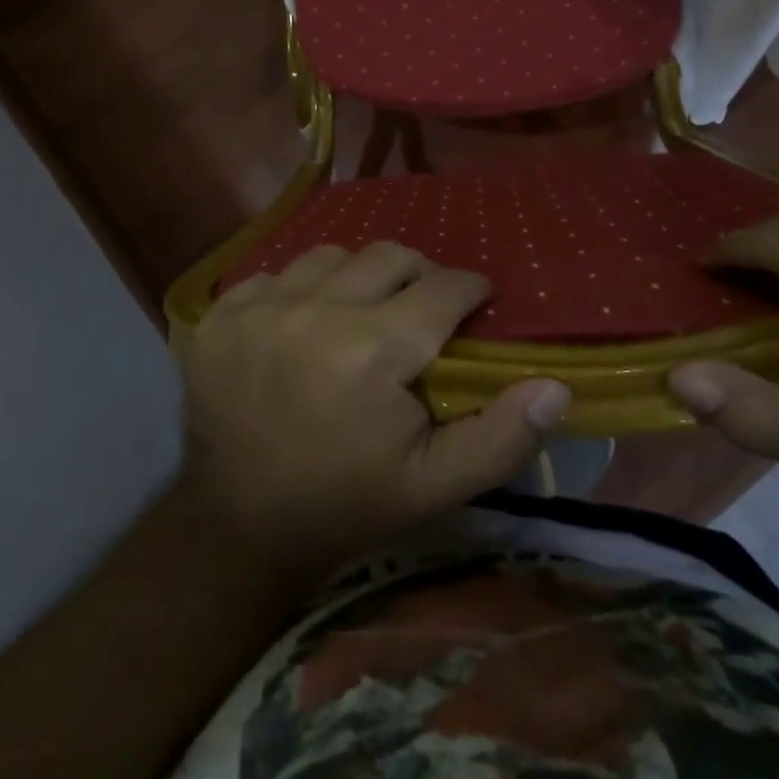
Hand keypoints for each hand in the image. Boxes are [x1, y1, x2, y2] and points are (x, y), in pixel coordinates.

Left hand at [176, 242, 572, 577]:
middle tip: (422, 310)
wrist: (238, 523)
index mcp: (374, 350)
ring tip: (362, 313)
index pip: (443, 287)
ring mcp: (262, 305)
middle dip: (419, 276)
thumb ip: (500, 436)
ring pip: (333, 255)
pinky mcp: (223, 311)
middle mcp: (317, 310)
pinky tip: (304, 324)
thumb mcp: (433, 486)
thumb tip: (556, 386)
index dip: (469, 290)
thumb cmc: (345, 502)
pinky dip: (302, 289)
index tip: (475, 303)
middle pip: (390, 255)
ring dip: (359, 277)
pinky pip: (279, 272)